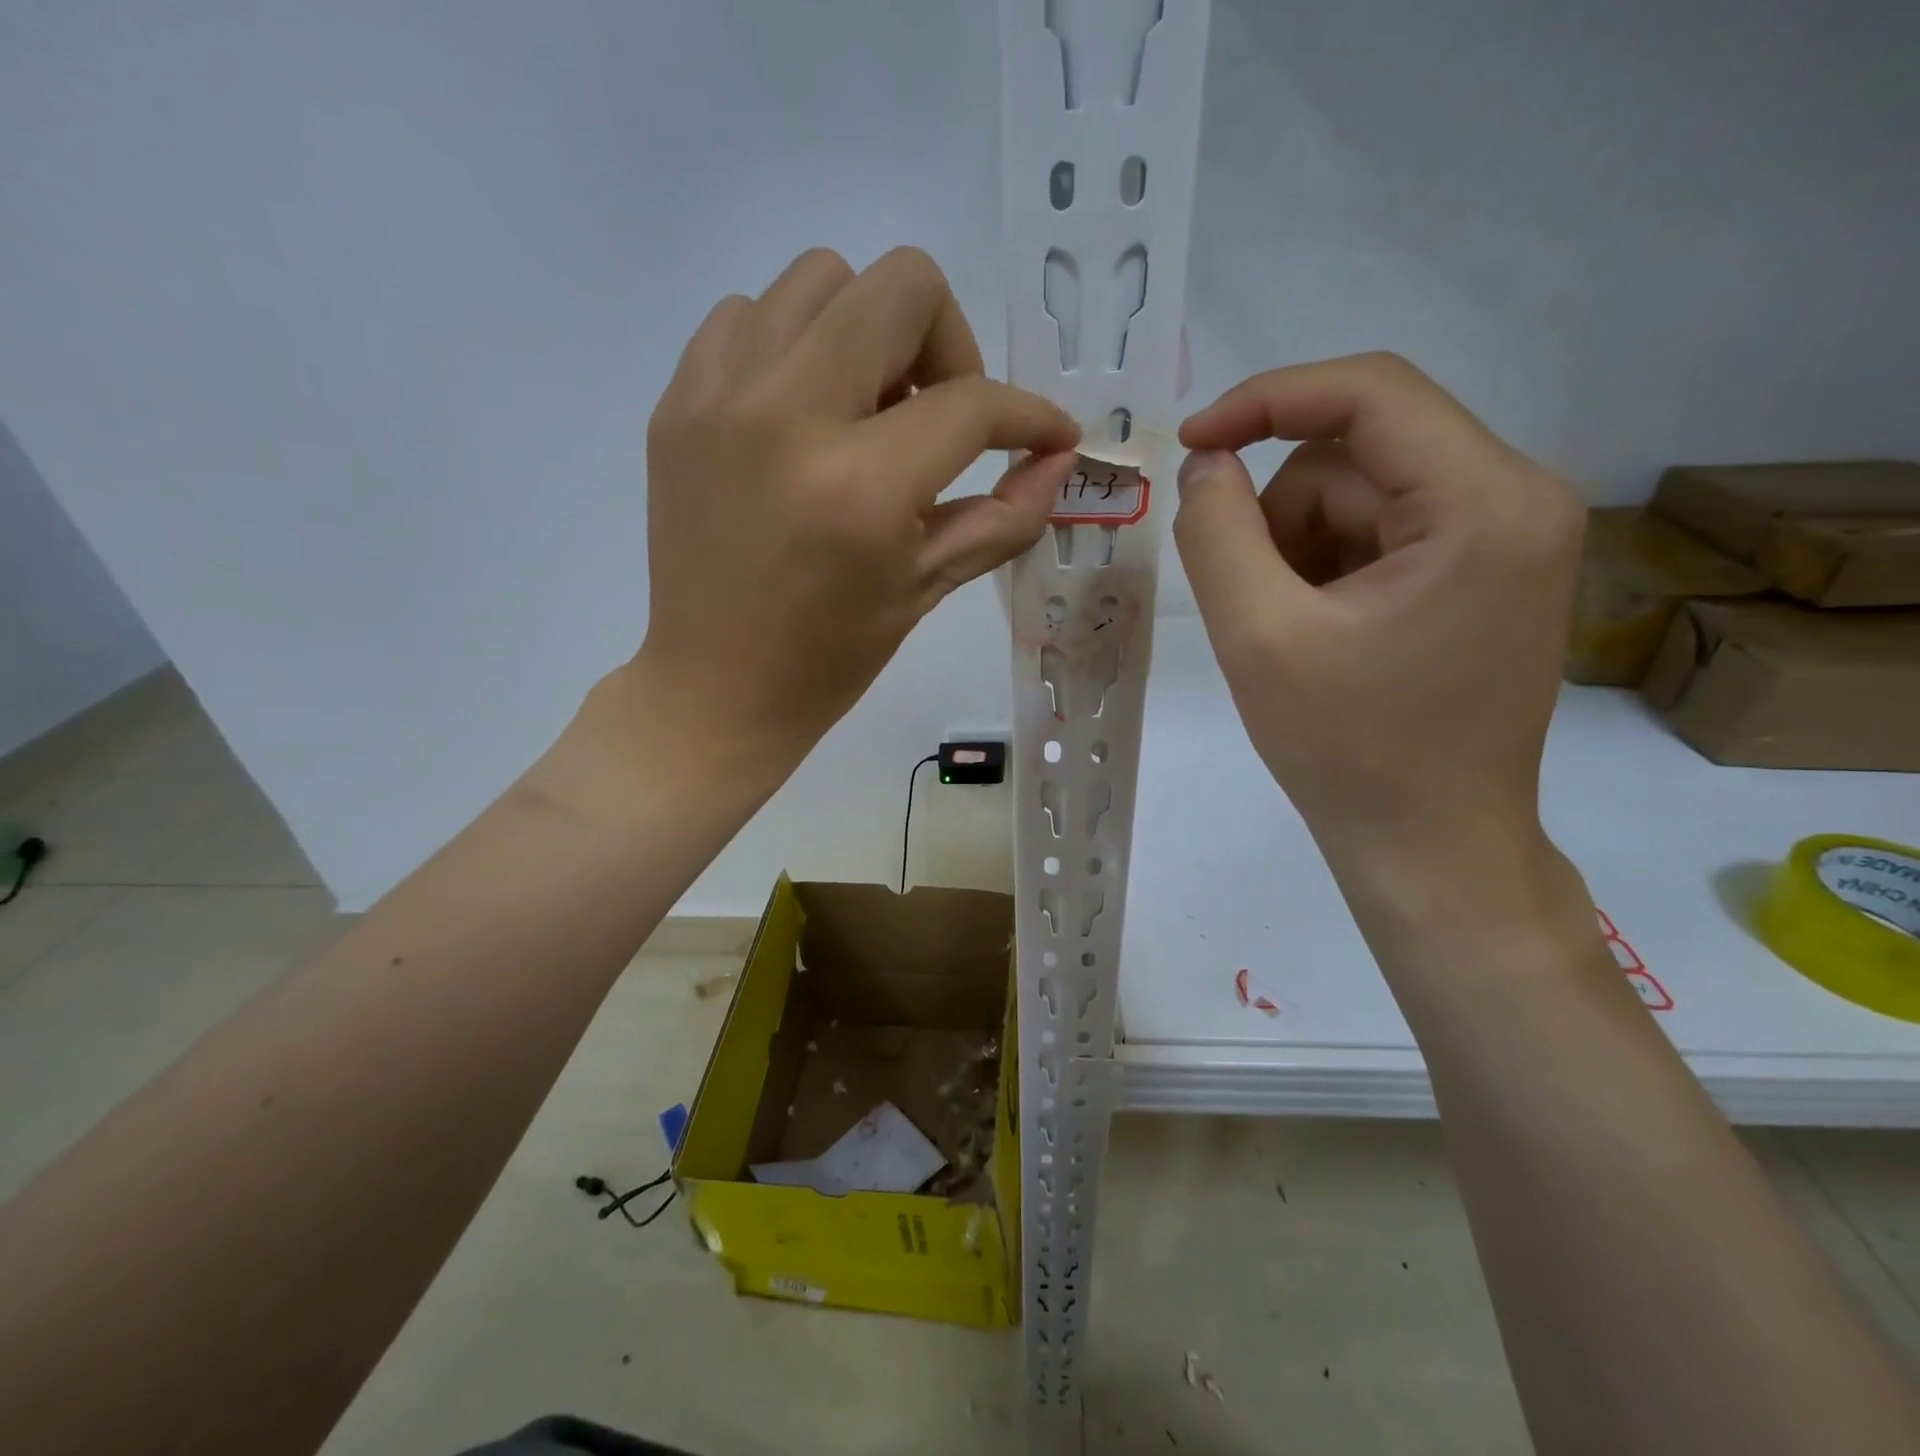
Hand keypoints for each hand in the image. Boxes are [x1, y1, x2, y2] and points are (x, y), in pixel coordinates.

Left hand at [633, 247, 1080, 765]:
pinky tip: (804, 414)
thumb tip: (1059, 460)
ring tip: (867, 412)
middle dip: (949, 344)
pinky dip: (795, 346)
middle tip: (940, 416)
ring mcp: (719, 398)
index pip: (970, 404)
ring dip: (868, 332)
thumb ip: (1004, 517)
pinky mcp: (677, 403)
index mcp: (859, 485)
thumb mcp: (926, 589)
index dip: (1028, 415)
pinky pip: (749, 316)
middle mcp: (785, 415)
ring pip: (821, 278)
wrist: (714, 688)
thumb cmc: (827, 657)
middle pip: (899, 286)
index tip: (1047, 435)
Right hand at [1173, 353, 1582, 879]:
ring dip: (1299, 549)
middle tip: (1253, 603)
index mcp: (1486, 504)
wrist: (1428, 847)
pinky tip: (1318, 635)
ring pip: (1362, 495)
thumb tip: (1206, 463)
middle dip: (1282, 515)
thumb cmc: (1348, 752)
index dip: (1265, 401)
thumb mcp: (1258, 637)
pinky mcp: (1485, 573)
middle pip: (1359, 454)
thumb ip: (1217, 532)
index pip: (1370, 393)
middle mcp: (1518, 500)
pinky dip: (1327, 570)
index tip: (1191, 445)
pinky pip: (1381, 533)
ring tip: (1288, 632)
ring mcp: (1508, 539)